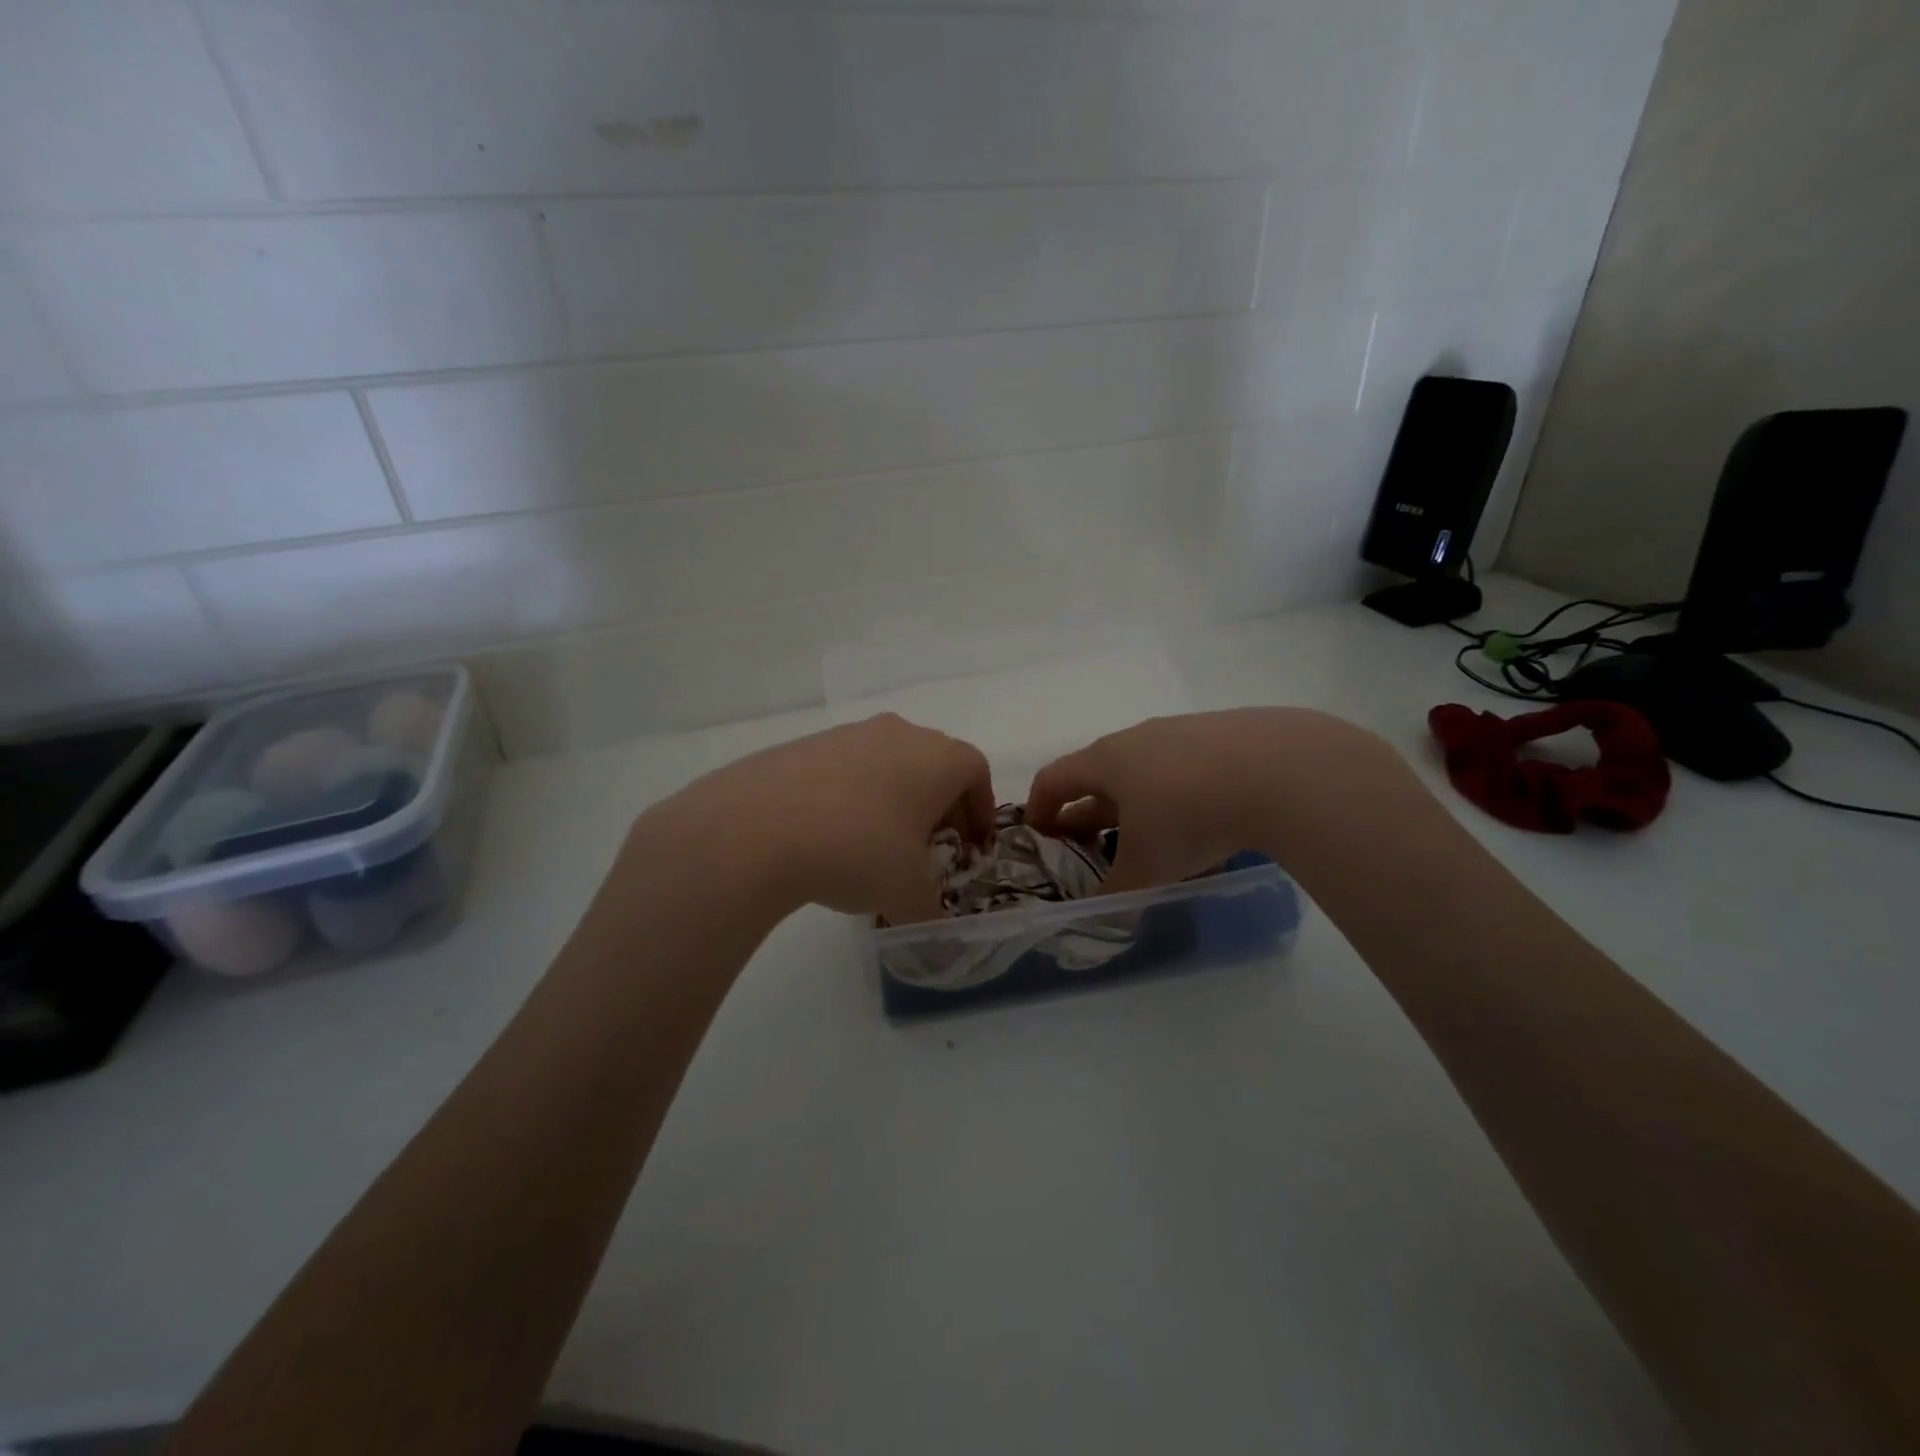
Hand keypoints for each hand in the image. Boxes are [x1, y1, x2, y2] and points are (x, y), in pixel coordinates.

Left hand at [635, 713, 994, 925]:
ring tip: (879, 842)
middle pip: (935, 763)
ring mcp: (850, 734)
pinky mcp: (806, 744)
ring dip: (896, 797)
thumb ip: (930, 909)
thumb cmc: (858, 851)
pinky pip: (847, 767)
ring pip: (890, 762)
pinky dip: (854, 794)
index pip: (976, 772)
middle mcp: (900, 733)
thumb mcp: (907, 894)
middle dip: (940, 804)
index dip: (981, 808)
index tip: (972, 843)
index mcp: (938, 758)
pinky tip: (832, 833)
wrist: (757, 827)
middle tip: (931, 846)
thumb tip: (929, 920)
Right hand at [1024, 708, 1408, 891]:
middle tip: (1090, 845)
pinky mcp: (1227, 734)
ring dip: (1137, 803)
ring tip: (1150, 837)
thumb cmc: (1189, 816)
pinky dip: (1181, 794)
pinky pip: (1188, 767)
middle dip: (1089, 811)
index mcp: (1106, 761)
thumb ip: (1117, 892)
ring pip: (1146, 770)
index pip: (1054, 777)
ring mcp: (1184, 732)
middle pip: (1099, 774)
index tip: (1038, 833)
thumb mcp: (1146, 866)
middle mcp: (1138, 738)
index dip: (1039, 806)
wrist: (1281, 771)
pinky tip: (1206, 822)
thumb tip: (1102, 914)